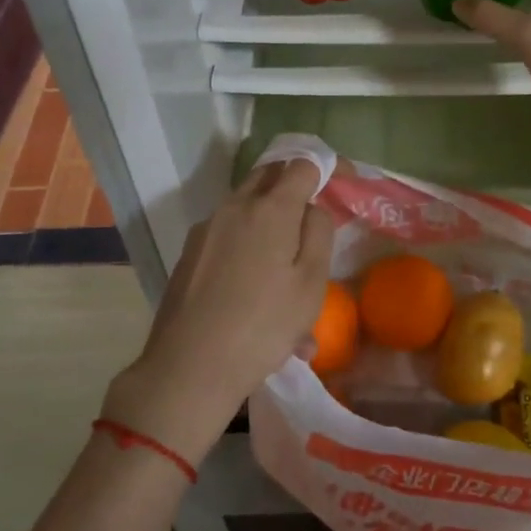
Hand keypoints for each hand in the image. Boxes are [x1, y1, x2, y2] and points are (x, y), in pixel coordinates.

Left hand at [102, 159, 333, 464]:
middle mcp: (235, 206)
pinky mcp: (190, 252)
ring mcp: (207, 228)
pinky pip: (228, 233)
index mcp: (270, 208)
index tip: (341, 182)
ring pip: (246, 204)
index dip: (325, 167)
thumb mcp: (310, 283)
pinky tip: (257, 288)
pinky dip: (248, 242)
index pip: (302, 164)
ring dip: (270, 216)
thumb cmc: (263, 325)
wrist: (190, 366)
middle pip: (268, 175)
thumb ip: (319, 233)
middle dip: (293, 183)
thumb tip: (311, 208)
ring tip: (286, 264)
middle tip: (312, 214)